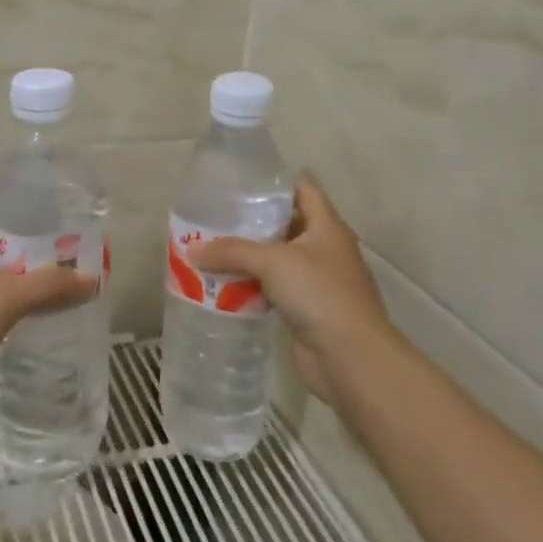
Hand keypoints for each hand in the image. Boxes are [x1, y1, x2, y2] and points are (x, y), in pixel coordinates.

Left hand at [0, 214, 96, 407]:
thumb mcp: (6, 298)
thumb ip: (48, 285)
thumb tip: (91, 278)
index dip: (17, 218)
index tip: (52, 224)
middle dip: (28, 253)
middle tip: (66, 255)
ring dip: (23, 284)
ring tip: (60, 285)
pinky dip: (15, 310)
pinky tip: (40, 317)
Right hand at [186, 179, 390, 402]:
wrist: (351, 357)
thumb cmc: (319, 293)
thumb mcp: (272, 262)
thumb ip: (232, 251)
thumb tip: (191, 249)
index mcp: (327, 226)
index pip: (303, 190)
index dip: (275, 184)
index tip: (240, 184)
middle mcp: (326, 249)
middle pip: (288, 224)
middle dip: (255, 222)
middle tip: (217, 217)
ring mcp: (318, 281)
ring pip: (280, 259)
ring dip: (251, 256)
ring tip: (214, 248)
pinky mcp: (308, 309)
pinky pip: (276, 289)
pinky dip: (254, 285)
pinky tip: (226, 285)